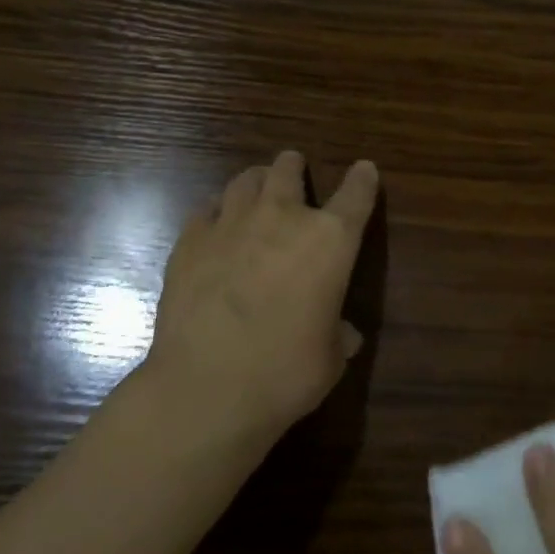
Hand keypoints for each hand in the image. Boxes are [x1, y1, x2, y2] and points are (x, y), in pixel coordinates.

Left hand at [147, 150, 378, 443]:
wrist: (207, 387)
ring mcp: (231, 225)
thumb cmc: (285, 373)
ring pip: (244, 181)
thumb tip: (346, 335)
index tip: (364, 169)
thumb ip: (339, 336)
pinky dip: (216, 211)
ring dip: (256, 180)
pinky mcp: (189, 241)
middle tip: (294, 167)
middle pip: (288, 170)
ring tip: (256, 185)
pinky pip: (205, 210)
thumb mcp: (330, 358)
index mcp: (331, 241)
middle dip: (293, 166)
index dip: (363, 180)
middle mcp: (282, 218)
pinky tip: (215, 223)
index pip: (356, 195)